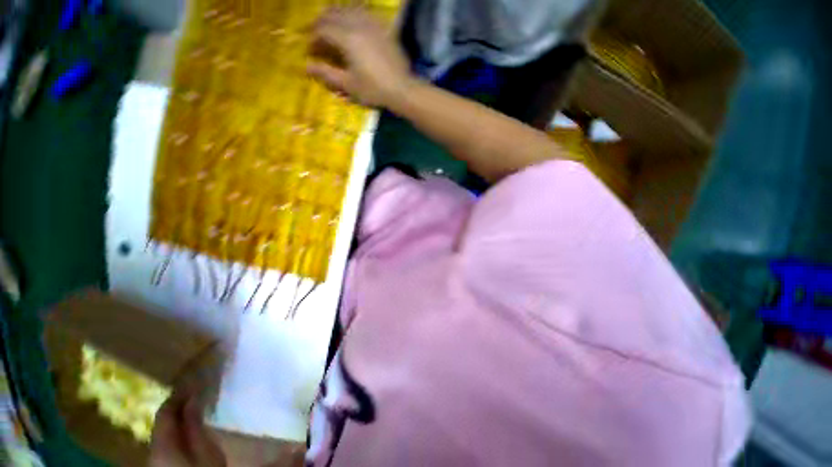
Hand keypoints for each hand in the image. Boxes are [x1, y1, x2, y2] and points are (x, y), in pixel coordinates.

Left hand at [149, 388, 226, 466]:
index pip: (165, 413)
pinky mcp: (160, 465)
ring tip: (195, 407)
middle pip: (161, 423)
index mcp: (163, 444)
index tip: (192, 381)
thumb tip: (193, 398)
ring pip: (163, 432)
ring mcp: (155, 460)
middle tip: (196, 393)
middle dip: (177, 406)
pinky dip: (176, 430)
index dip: (177, 396)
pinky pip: (166, 442)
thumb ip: (195, 425)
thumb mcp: (205, 451)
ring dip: (177, 419)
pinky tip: (189, 429)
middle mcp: (152, 450)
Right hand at [308, 7, 412, 107]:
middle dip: (321, 24)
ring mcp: (372, 24)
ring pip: (348, 9)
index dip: (313, 38)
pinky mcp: (383, 28)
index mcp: (347, 38)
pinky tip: (352, 23)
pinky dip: (353, 14)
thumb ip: (327, 74)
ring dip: (335, 16)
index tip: (310, 50)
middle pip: (333, 14)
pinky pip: (364, 12)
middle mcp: (358, 24)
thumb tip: (306, 67)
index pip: (322, 29)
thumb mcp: (348, 85)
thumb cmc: (374, 90)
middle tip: (316, 37)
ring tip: (331, 27)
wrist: (402, 89)